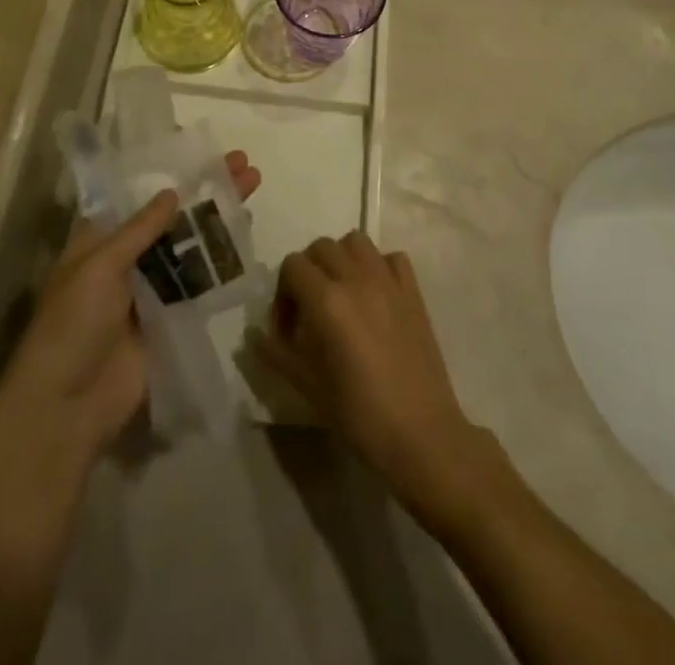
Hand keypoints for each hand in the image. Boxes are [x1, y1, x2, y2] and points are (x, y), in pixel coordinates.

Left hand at [0, 150, 263, 458]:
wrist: (68, 407)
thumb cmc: (72, 325)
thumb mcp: (99, 267)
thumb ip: (138, 230)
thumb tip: (172, 192)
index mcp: (99, 240)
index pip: (138, 195)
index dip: (170, 173)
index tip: (204, 152)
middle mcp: (125, 258)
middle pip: (172, 216)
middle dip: (206, 188)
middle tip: (243, 163)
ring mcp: (149, 288)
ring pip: (190, 243)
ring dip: (219, 216)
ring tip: (253, 186)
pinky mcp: (169, 317)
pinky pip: (198, 281)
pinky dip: (220, 258)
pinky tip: (245, 235)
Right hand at [259, 233, 488, 515]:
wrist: (421, 434)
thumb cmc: (359, 414)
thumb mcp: (309, 386)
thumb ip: (277, 353)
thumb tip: (253, 335)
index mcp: (327, 300)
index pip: (292, 266)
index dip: (283, 293)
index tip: (287, 327)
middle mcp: (357, 279)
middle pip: (321, 247)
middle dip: (308, 271)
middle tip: (310, 308)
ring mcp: (388, 281)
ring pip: (356, 242)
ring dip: (342, 259)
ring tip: (341, 293)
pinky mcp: (413, 291)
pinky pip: (392, 257)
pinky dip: (379, 266)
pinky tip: (375, 295)